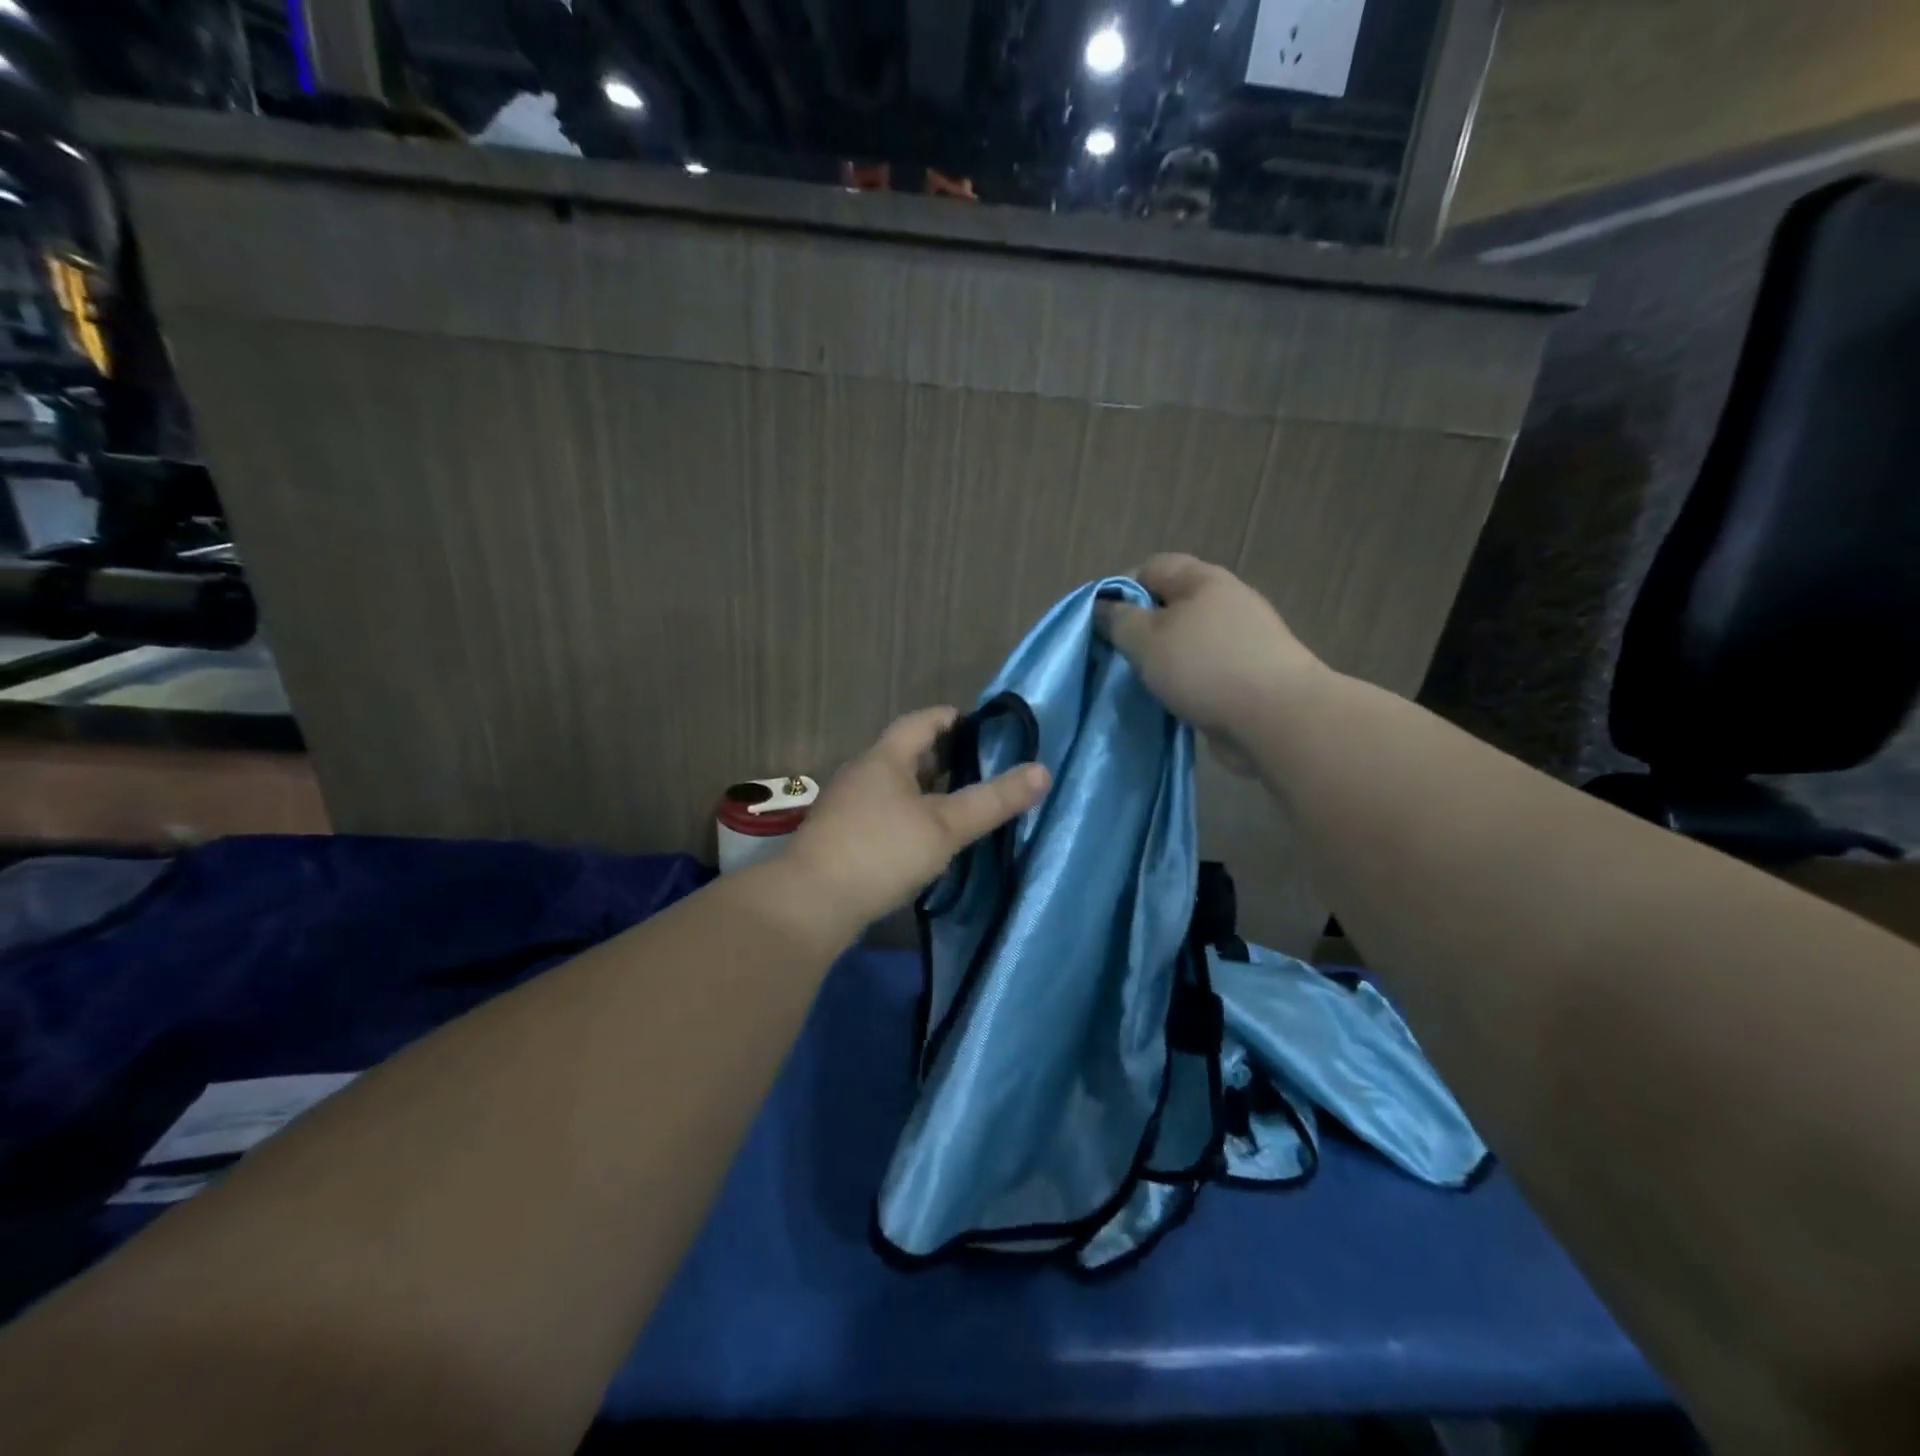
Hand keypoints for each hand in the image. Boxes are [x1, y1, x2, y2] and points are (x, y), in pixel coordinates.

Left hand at [786, 706, 1050, 927]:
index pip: (922, 721)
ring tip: (959, 803)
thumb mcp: (945, 826)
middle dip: (944, 757)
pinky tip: (925, 838)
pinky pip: (883, 812)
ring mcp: (848, 806)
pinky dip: (909, 815)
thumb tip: (1043, 771)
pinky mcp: (842, 837)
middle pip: (907, 753)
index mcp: (885, 758)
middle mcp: (863, 774)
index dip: (953, 718)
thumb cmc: (881, 852)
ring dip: (926, 789)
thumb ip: (993, 800)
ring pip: (895, 786)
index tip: (983, 728)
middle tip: (981, 768)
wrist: (810, 903)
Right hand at [1094, 553, 1323, 771]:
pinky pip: (1204, 670)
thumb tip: (1103, 607)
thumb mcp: (1145, 639)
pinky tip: (1171, 701)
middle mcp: (1226, 601)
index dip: (1119, 590)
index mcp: (1202, 580)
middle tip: (1116, 657)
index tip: (1099, 625)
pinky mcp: (1250, 674)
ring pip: (1187, 641)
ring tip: (1140, 683)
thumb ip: (1118, 620)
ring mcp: (1243, 639)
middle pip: (1170, 605)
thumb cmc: (1204, 667)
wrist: (1277, 719)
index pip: (1150, 568)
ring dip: (1162, 660)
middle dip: (1140, 629)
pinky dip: (1185, 682)